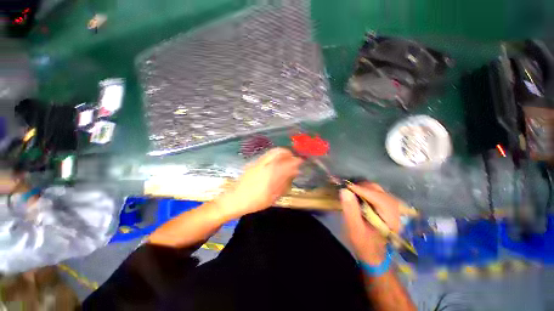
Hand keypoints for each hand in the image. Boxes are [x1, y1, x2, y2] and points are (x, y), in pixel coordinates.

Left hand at [217, 148, 302, 217]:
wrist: (235, 199)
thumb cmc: (256, 201)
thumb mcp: (273, 196)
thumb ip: (284, 182)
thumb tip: (294, 172)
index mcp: (271, 173)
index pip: (287, 162)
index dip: (296, 161)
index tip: (301, 161)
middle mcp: (265, 164)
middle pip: (279, 151)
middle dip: (289, 153)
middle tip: (293, 159)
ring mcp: (258, 162)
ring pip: (273, 152)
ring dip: (282, 153)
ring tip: (285, 160)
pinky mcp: (253, 163)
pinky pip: (267, 155)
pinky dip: (274, 156)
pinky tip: (275, 164)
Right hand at [340, 182, 400, 264]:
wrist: (374, 255)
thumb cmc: (364, 244)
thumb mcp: (355, 229)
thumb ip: (351, 210)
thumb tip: (344, 190)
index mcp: (392, 216)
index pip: (375, 196)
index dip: (358, 188)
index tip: (342, 185)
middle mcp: (396, 208)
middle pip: (376, 189)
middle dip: (358, 187)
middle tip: (344, 188)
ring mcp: (393, 206)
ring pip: (375, 189)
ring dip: (360, 188)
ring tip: (348, 191)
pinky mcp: (387, 206)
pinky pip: (375, 192)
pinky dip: (363, 191)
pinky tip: (355, 195)